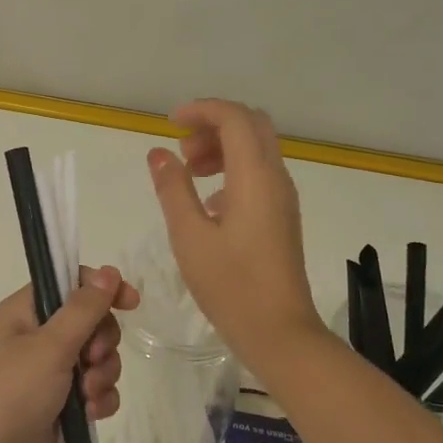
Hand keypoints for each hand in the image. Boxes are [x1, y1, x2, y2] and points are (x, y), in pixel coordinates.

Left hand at [0, 266, 136, 442]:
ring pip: (95, 359)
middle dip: (103, 341)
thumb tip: (108, 271)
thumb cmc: (7, 395)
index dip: (103, 289)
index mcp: (26, 311)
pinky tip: (91, 415)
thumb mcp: (49, 347)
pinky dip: (98, 400)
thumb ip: (83, 309)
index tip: (130, 303)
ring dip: (103, 374)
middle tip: (92, 359)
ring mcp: (46, 374)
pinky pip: (92, 391)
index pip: (72, 283)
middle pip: (91, 322)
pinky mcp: (56, 407)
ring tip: (88, 395)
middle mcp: (36, 337)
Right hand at [148, 99, 325, 368]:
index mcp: (255, 176)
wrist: (280, 332)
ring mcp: (283, 197)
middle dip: (214, 125)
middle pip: (251, 125)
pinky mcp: (283, 215)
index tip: (170, 124)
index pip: (234, 117)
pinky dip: (233, 170)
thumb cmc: (231, 285)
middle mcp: (276, 177)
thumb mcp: (189, 236)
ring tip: (190, 174)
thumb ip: (173, 188)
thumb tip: (159, 153)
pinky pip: (260, 173)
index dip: (202, 110)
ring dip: (223, 148)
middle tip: (183, 151)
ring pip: (257, 148)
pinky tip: (209, 204)